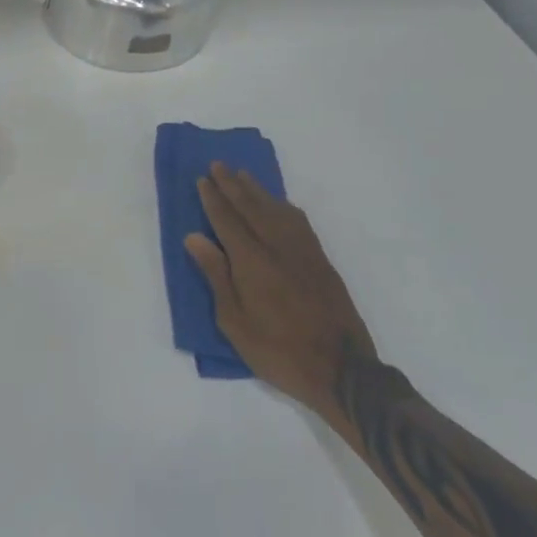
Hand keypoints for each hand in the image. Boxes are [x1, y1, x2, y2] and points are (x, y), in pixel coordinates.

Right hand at [185, 163, 380, 419]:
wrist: (342, 371)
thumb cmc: (278, 351)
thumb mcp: (234, 322)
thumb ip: (216, 275)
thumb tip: (195, 237)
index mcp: (252, 261)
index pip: (227, 220)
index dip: (213, 199)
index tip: (203, 179)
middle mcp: (277, 246)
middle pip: (251, 207)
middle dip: (233, 185)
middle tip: (219, 165)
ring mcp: (303, 252)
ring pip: (277, 210)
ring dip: (258, 190)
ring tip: (244, 175)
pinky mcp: (321, 261)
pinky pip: (299, 222)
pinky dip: (284, 207)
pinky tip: (280, 205)